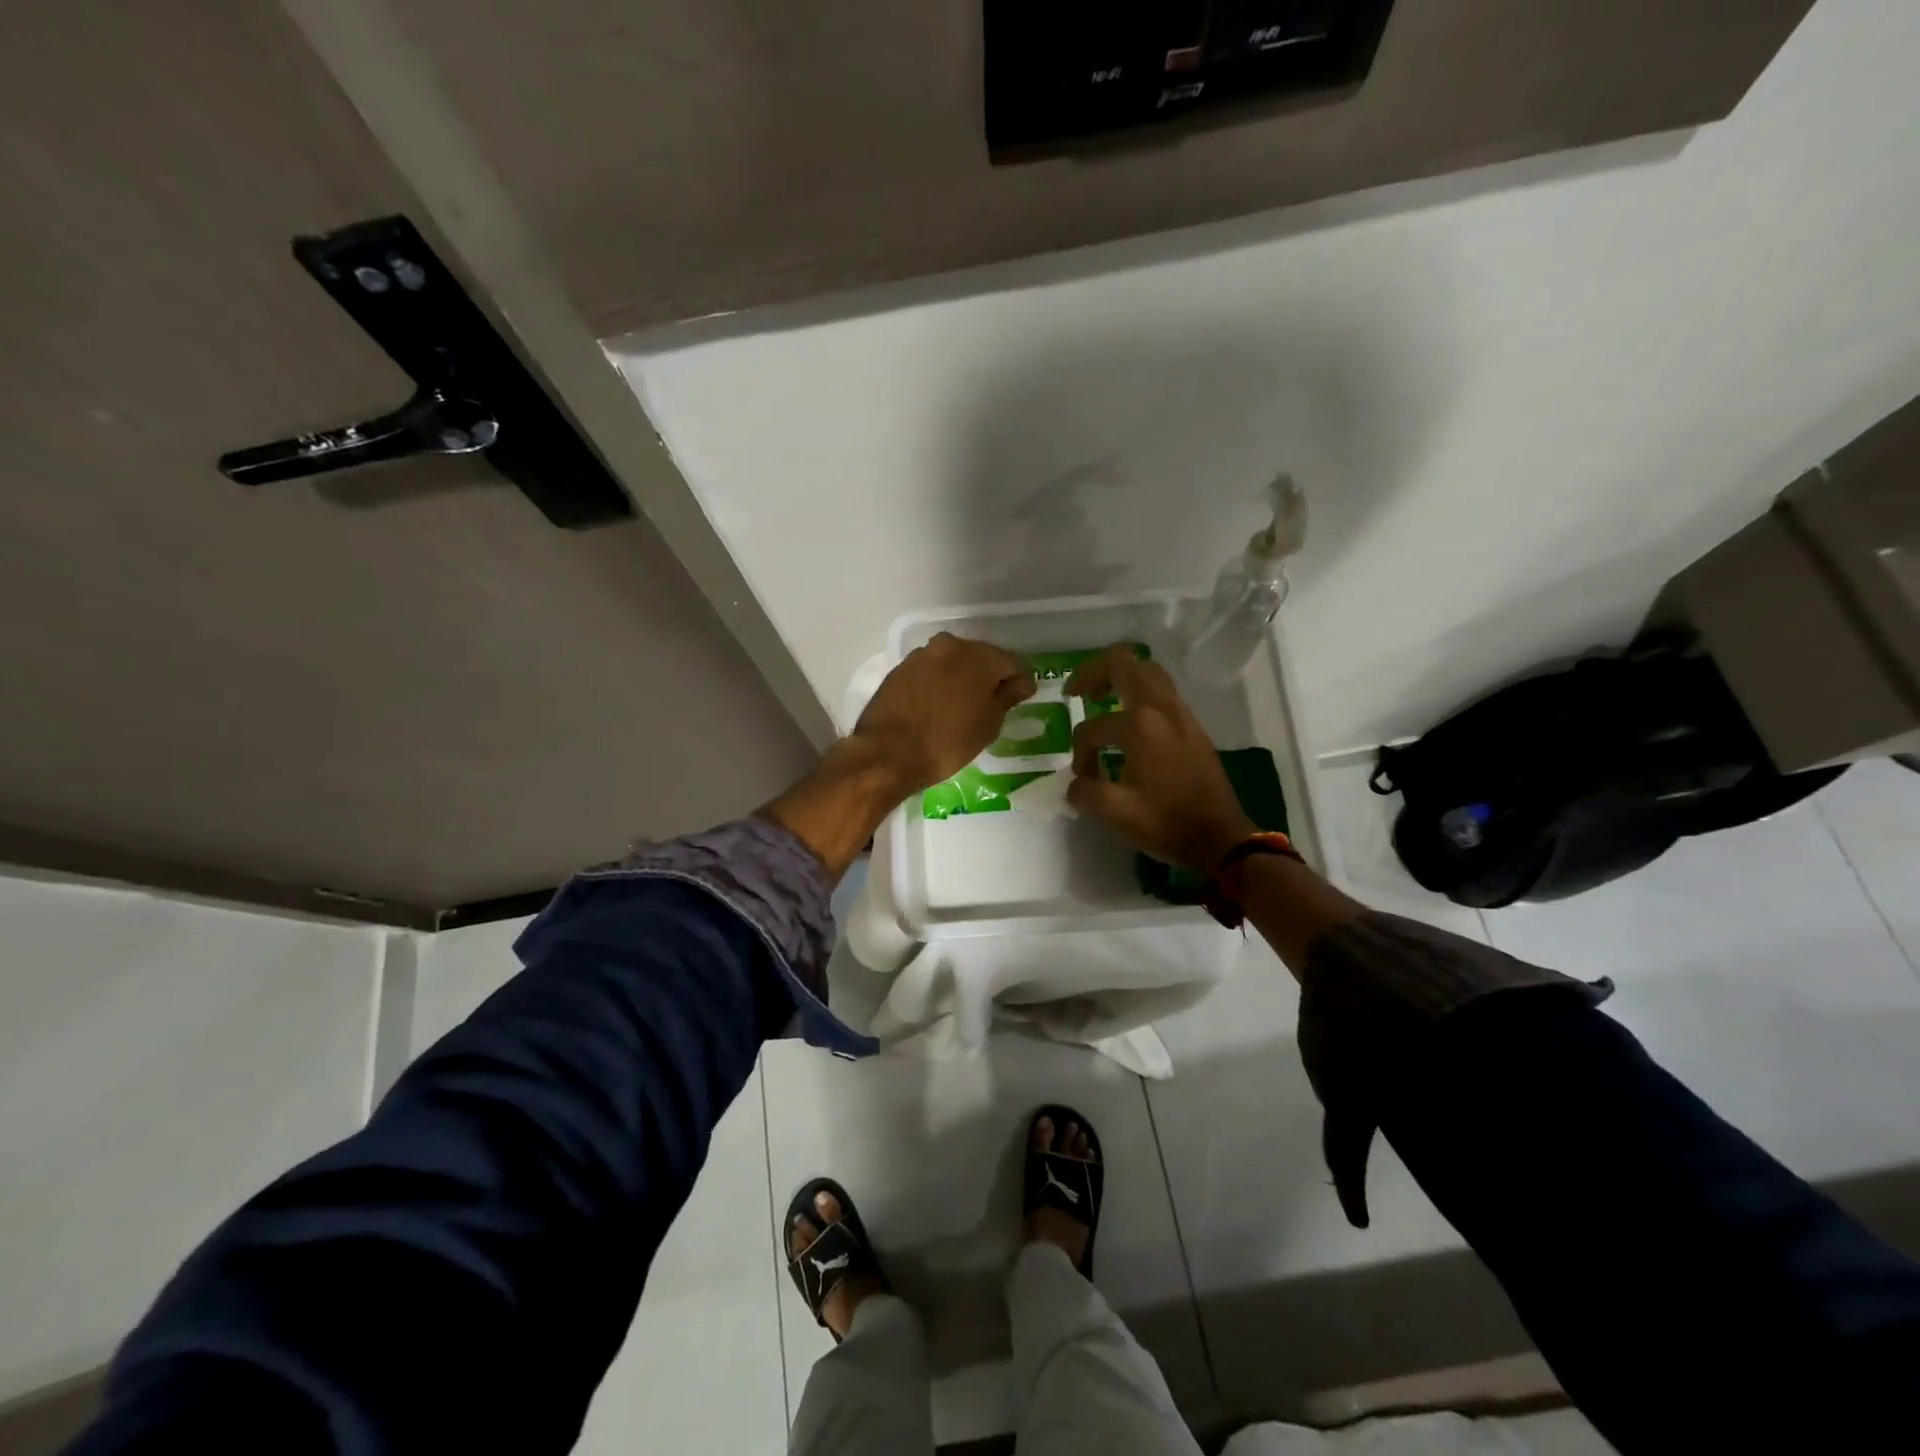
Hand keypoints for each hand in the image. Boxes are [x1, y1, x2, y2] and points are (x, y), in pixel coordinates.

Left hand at [851, 632, 1035, 793]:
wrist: (887, 752)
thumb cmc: (947, 742)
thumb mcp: (988, 725)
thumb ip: (1007, 697)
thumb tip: (1022, 682)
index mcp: (980, 656)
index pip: (1013, 662)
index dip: (1021, 681)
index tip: (1022, 698)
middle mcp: (951, 645)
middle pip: (982, 657)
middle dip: (990, 676)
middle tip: (993, 704)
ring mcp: (922, 654)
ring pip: (954, 662)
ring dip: (962, 678)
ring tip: (963, 707)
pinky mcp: (901, 668)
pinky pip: (931, 671)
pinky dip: (939, 683)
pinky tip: (938, 706)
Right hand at [1065, 646, 1256, 873]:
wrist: (1219, 837)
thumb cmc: (1165, 822)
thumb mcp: (1114, 812)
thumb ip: (1084, 791)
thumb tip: (1076, 784)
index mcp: (1139, 725)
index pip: (1092, 727)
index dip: (1080, 752)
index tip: (1085, 778)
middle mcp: (1161, 708)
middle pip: (1123, 664)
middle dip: (1094, 673)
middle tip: (1077, 692)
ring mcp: (1181, 713)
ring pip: (1147, 671)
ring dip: (1120, 677)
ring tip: (1101, 697)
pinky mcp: (1193, 725)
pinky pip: (1163, 691)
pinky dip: (1140, 692)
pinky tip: (1130, 718)